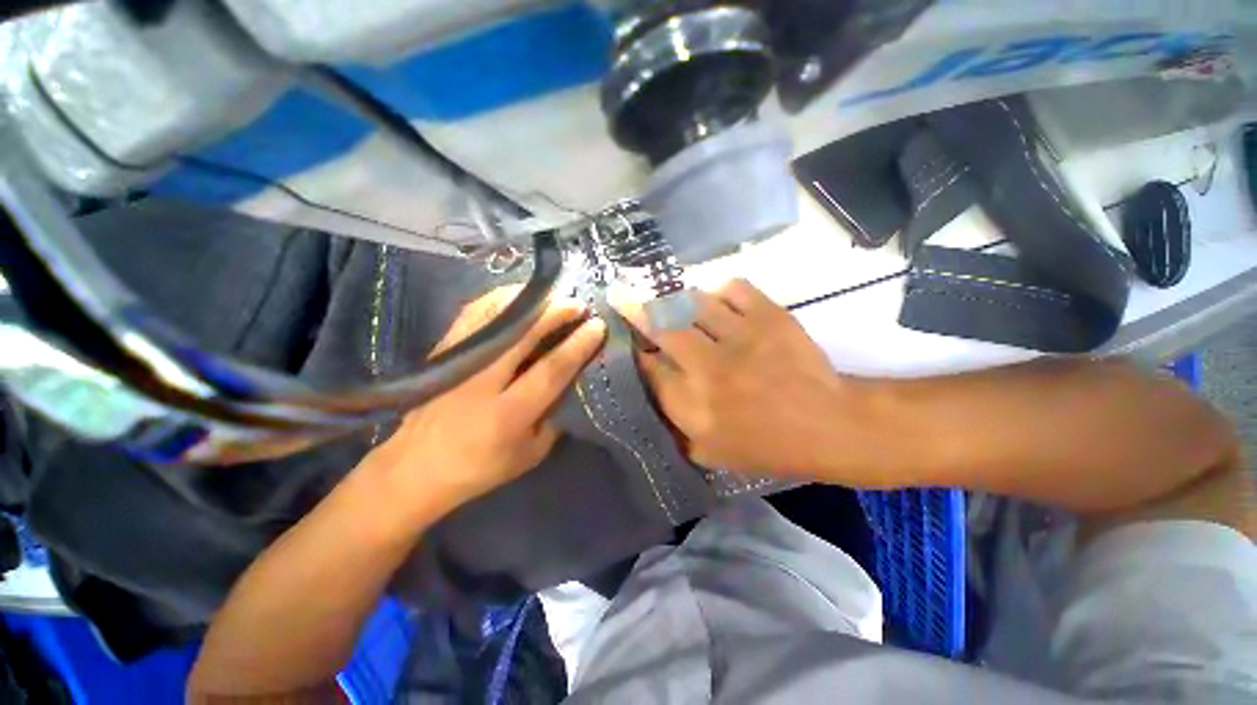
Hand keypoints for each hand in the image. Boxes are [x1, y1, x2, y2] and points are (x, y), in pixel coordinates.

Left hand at [366, 288, 605, 519]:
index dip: (577, 345)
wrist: (414, 468)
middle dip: (555, 312)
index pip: (551, 369)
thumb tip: (571, 381)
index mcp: (509, 414)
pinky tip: (518, 296)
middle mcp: (482, 382)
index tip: (597, 326)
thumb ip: (555, 417)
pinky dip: (499, 299)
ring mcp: (459, 361)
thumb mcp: (530, 454)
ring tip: (552, 296)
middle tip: (578, 303)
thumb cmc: (480, 467)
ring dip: (529, 301)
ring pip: (496, 316)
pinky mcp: (443, 351)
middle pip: (523, 333)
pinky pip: (473, 313)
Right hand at [621, 279, 850, 478]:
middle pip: (659, 325)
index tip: (630, 341)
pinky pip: (731, 287)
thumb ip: (671, 422)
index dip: (633, 350)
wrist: (827, 425)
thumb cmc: (764, 445)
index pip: (647, 367)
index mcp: (692, 405)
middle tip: (620, 293)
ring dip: (675, 299)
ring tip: (669, 298)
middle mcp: (708, 367)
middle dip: (634, 307)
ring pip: (691, 301)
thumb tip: (649, 385)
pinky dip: (718, 291)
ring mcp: (740, 336)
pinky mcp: (769, 316)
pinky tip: (717, 301)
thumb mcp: (706, 451)